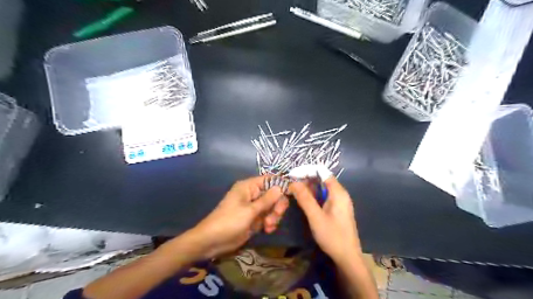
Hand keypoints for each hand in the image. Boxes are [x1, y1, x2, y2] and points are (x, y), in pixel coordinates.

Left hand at [185, 176, 288, 259]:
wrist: (212, 241)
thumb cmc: (229, 221)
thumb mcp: (250, 211)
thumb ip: (267, 199)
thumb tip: (281, 187)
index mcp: (248, 187)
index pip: (269, 180)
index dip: (280, 185)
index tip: (291, 194)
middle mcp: (252, 194)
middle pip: (273, 194)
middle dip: (277, 205)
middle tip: (276, 216)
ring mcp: (254, 207)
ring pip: (272, 207)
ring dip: (274, 216)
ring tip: (268, 226)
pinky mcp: (254, 219)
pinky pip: (268, 217)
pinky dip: (270, 223)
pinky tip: (267, 230)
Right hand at [290, 177, 359, 262]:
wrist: (347, 257)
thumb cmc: (332, 236)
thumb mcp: (316, 217)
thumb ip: (305, 198)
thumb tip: (293, 183)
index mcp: (338, 192)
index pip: (322, 172)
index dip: (307, 171)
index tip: (292, 175)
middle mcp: (340, 194)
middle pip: (322, 179)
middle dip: (306, 180)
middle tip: (290, 186)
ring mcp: (339, 202)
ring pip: (322, 188)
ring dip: (308, 188)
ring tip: (294, 192)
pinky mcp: (337, 209)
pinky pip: (323, 197)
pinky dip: (313, 196)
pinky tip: (304, 201)